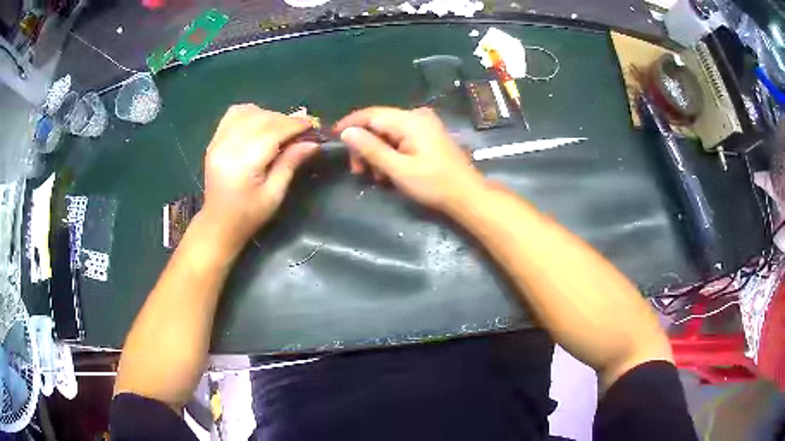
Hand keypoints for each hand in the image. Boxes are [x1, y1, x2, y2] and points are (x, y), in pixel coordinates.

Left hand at [201, 104, 316, 250]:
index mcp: (243, 163)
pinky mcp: (214, 140)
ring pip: (248, 112)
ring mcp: (218, 141)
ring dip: (269, 115)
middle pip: (261, 119)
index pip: (272, 132)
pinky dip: (251, 113)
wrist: (218, 224)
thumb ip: (290, 164)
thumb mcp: (274, 195)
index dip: (294, 125)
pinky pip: (233, 114)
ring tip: (281, 127)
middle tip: (302, 128)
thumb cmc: (249, 215)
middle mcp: (228, 146)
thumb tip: (312, 142)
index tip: (312, 124)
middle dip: (285, 119)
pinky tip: (260, 122)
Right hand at [334, 107, 485, 211]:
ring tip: (374, 177)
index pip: (371, 114)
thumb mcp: (398, 169)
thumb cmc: (434, 184)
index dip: (350, 124)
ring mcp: (424, 125)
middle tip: (357, 171)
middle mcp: (417, 116)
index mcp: (410, 120)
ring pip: (388, 133)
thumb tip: (347, 132)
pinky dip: (389, 154)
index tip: (333, 136)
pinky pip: (400, 139)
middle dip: (364, 146)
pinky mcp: (427, 136)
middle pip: (379, 124)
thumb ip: (371, 149)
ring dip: (376, 153)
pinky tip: (388, 173)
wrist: (466, 195)